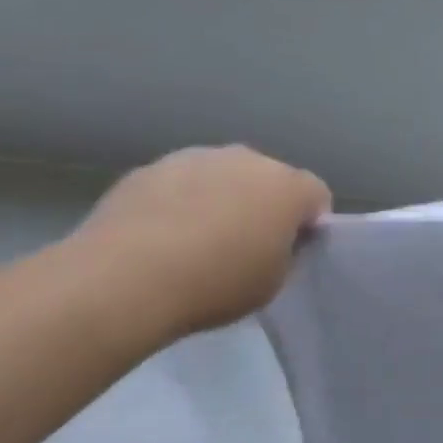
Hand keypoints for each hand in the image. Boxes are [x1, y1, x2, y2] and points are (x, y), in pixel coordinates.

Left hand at [69, 145, 329, 339]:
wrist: (125, 277)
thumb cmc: (215, 284)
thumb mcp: (272, 283)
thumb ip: (285, 254)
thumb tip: (274, 241)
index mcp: (288, 188)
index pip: (317, 196)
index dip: (308, 224)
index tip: (290, 251)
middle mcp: (248, 160)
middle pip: (269, 178)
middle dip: (263, 204)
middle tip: (244, 245)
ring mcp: (197, 157)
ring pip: (222, 175)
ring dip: (220, 197)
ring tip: (195, 240)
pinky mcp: (151, 167)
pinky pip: (180, 182)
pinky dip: (179, 201)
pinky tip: (159, 236)